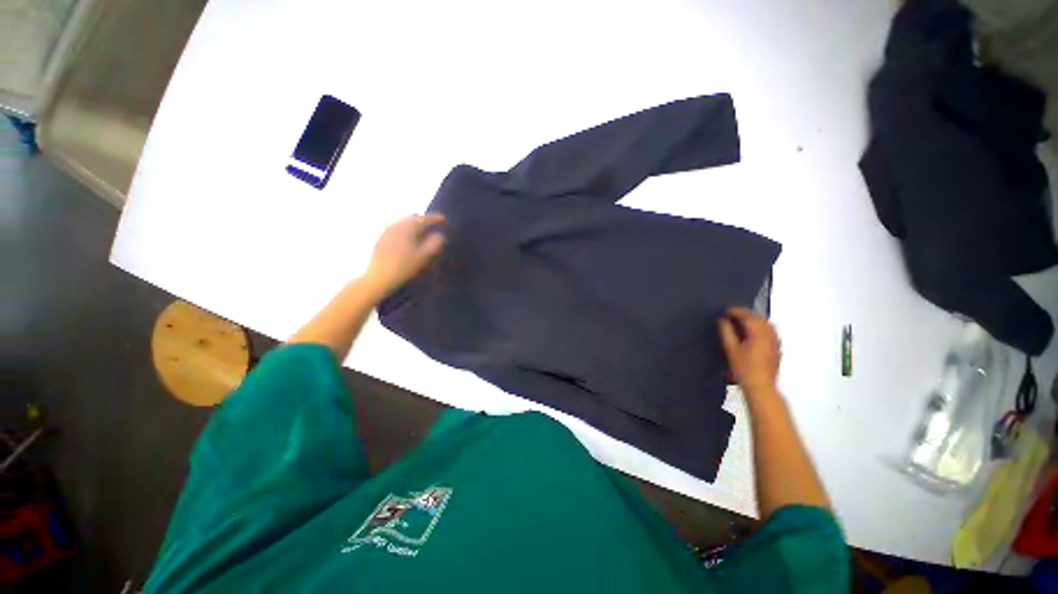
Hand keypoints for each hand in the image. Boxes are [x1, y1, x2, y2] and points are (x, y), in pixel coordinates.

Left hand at [363, 213, 446, 296]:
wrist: (379, 277)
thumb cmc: (404, 266)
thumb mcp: (423, 256)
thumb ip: (434, 244)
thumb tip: (440, 235)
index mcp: (407, 228)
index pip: (424, 219)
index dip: (435, 218)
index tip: (444, 219)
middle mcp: (396, 226)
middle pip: (412, 218)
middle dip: (423, 220)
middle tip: (432, 227)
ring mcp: (386, 231)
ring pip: (403, 223)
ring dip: (412, 225)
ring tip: (420, 233)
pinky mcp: (381, 239)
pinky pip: (395, 229)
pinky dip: (404, 231)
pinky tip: (406, 239)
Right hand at [718, 307, 780, 396]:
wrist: (760, 385)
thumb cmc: (743, 367)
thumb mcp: (730, 349)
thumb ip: (726, 332)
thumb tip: (722, 320)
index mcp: (758, 333)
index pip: (747, 316)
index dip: (735, 311)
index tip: (725, 310)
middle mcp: (769, 334)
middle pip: (758, 317)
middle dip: (745, 313)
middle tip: (731, 314)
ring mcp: (775, 340)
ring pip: (765, 323)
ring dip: (753, 319)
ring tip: (741, 321)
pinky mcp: (777, 347)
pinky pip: (770, 330)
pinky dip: (760, 326)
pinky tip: (752, 331)